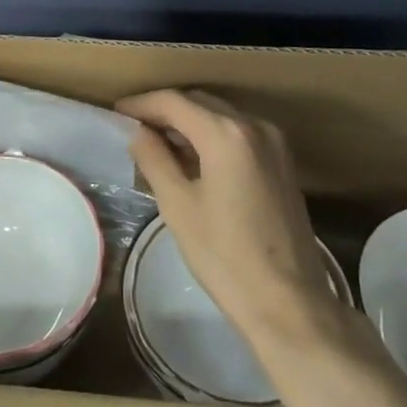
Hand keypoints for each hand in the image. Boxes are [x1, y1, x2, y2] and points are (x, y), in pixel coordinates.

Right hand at [117, 88, 334, 346]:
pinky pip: (239, 134)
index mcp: (226, 134)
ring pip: (220, 116)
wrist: (289, 305)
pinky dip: (212, 137)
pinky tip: (193, 160)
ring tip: (158, 145)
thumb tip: (137, 132)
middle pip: (199, 103)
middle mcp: (254, 125)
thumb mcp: (178, 206)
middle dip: (165, 111)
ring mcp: (273, 142)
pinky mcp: (283, 162)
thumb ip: (154, 159)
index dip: (142, 104)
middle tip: (134, 129)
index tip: (117, 113)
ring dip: (189, 124)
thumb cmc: (225, 257)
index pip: (174, 102)